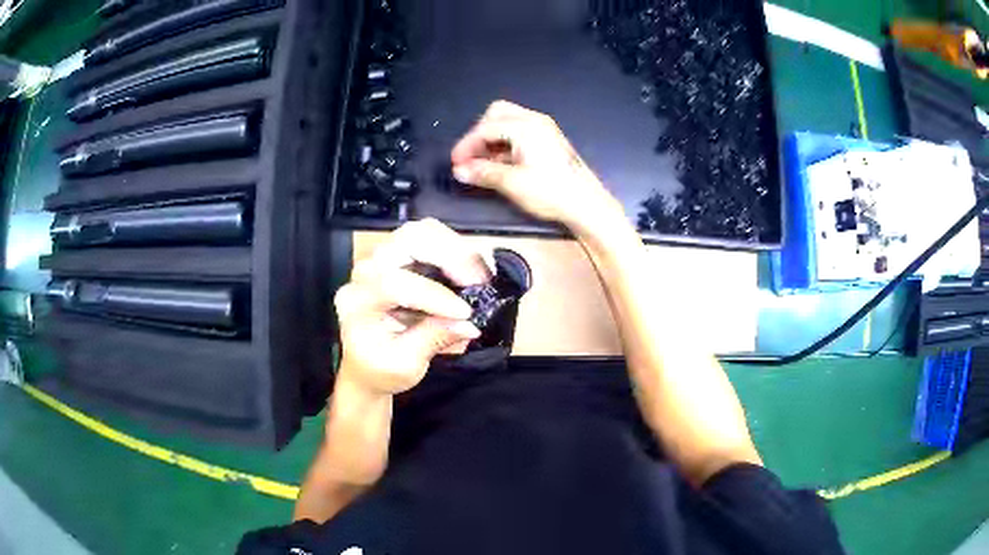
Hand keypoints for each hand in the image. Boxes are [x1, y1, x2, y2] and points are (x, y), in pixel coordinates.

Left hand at [334, 219, 491, 395]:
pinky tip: (469, 271)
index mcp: (357, 304)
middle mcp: (365, 273)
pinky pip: (427, 238)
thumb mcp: (405, 365)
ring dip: (455, 249)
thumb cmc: (380, 369)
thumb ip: (434, 339)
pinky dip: (454, 249)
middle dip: (450, 257)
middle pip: (406, 241)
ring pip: (419, 232)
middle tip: (479, 282)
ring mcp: (381, 260)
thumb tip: (470, 323)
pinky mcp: (397, 256)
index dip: (433, 295)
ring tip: (478, 276)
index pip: (392, 284)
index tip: (465, 313)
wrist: (367, 366)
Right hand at [451, 100, 620, 229]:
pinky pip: (518, 132)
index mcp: (525, 126)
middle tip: (470, 156)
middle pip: (496, 115)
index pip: (485, 128)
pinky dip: (504, 144)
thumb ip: (483, 173)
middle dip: (479, 134)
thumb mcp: (512, 183)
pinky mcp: (547, 140)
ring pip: (507, 122)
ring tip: (482, 164)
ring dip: (491, 139)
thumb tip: (459, 171)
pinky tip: (499, 164)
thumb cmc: (550, 192)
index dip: (466, 145)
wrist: (586, 204)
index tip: (455, 163)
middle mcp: (534, 121)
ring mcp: (543, 129)